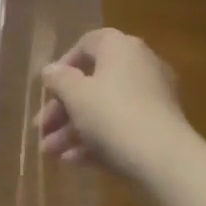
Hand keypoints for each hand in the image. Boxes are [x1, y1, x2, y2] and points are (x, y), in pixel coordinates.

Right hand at [36, 28, 190, 178]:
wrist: (164, 160)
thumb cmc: (112, 114)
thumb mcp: (75, 94)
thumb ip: (58, 79)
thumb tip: (50, 70)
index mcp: (121, 48)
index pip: (87, 44)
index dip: (63, 65)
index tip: (47, 89)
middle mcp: (140, 67)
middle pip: (92, 82)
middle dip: (62, 109)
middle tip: (41, 129)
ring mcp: (152, 99)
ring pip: (103, 109)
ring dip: (72, 130)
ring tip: (49, 153)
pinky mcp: (157, 129)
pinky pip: (120, 128)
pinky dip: (96, 141)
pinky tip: (72, 161)